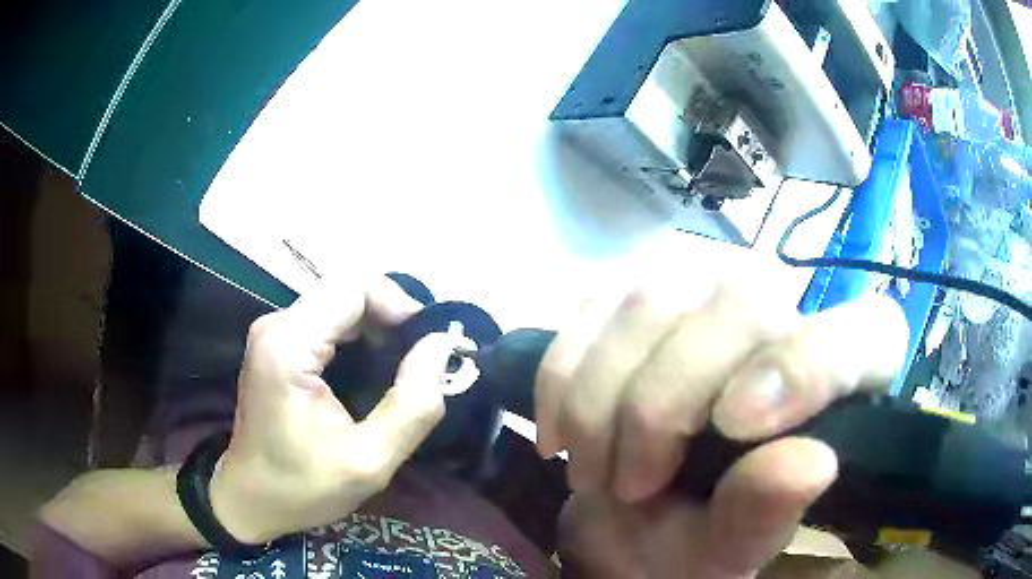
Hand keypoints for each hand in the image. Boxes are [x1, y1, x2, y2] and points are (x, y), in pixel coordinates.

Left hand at [209, 276, 458, 543]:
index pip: (354, 288)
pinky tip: (373, 367)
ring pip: (338, 302)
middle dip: (391, 316)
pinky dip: (358, 335)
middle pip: (346, 290)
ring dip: (376, 325)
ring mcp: (273, 332)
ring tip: (404, 365)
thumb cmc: (303, 486)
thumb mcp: (369, 461)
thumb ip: (413, 406)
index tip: (428, 346)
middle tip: (421, 360)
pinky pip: (326, 320)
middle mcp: (276, 325)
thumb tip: (442, 347)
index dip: (398, 306)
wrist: (251, 498)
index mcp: (289, 345)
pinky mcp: (276, 344)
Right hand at [538, 279, 908, 577]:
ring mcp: (704, 287)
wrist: (628, 510)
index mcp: (841, 377)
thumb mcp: (728, 545)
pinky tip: (563, 431)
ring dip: (602, 400)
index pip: (866, 335)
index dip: (809, 365)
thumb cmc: (697, 534)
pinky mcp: (634, 290)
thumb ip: (766, 513)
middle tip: (631, 483)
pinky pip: (590, 309)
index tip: (735, 425)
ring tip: (592, 469)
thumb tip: (810, 464)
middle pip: (740, 303)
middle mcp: (785, 309)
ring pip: (650, 301)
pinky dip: (563, 377)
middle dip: (664, 404)